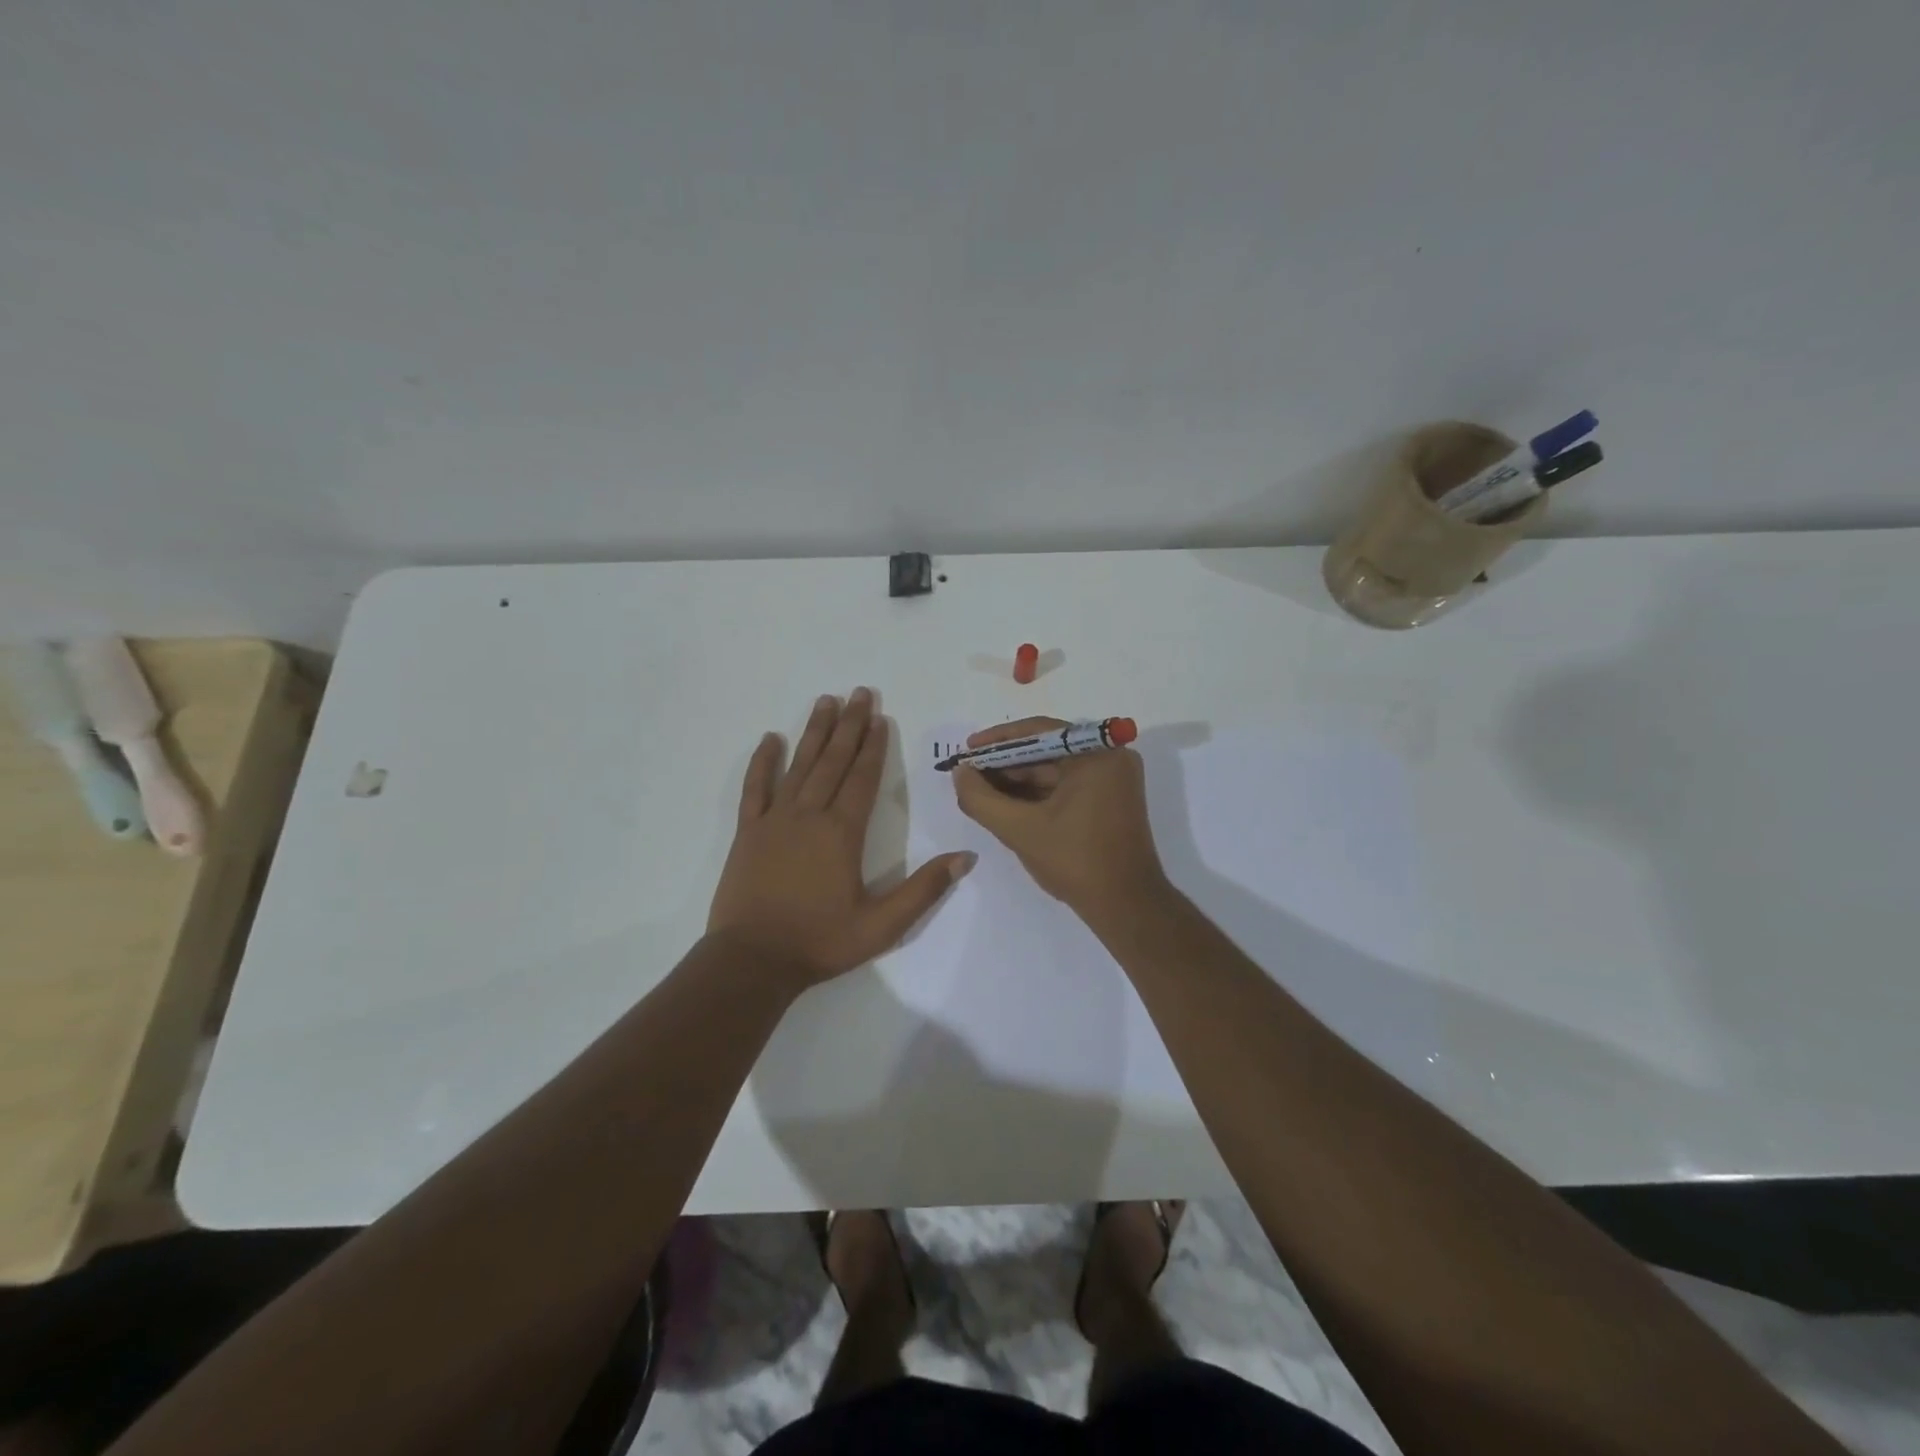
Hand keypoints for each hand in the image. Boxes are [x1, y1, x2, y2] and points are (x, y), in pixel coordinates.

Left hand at [708, 688, 974, 987]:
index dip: (874, 746)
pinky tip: (771, 739)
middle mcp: (809, 815)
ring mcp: (775, 820)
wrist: (752, 961)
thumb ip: (924, 889)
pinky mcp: (749, 832)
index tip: (880, 717)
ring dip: (814, 732)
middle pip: (834, 761)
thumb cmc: (820, 942)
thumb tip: (966, 857)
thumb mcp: (882, 925)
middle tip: (859, 693)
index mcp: (842, 833)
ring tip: (826, 701)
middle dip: (849, 726)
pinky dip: (763, 762)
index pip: (863, 778)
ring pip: (799, 765)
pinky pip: (756, 788)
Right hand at [952, 717, 1167, 918]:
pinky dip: (1038, 794)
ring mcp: (1113, 779)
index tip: (967, 751)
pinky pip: (1067, 786)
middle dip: (1005, 764)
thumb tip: (959, 773)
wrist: (1126, 906)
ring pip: (1055, 770)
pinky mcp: (1111, 800)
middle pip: (1047, 750)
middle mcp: (1110, 757)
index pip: (1039, 732)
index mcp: (1097, 754)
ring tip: (980, 791)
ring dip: (1018, 781)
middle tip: (969, 775)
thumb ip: (981, 798)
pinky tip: (1006, 804)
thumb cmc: (1076, 861)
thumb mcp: (1020, 829)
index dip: (997, 740)